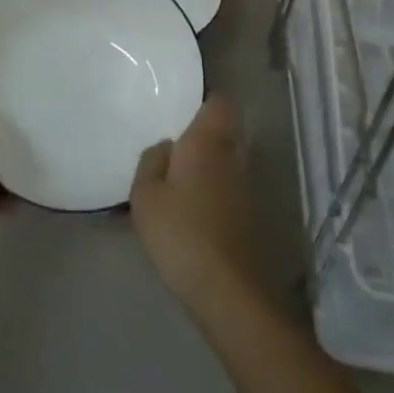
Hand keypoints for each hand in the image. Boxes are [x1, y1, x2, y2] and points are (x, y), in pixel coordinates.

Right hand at [130, 95, 263, 317]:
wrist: (227, 290)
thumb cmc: (180, 233)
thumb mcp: (145, 196)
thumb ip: (151, 162)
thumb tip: (166, 147)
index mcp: (207, 142)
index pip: (218, 103)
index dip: (202, 102)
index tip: (180, 111)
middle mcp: (232, 156)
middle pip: (222, 132)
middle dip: (199, 137)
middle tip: (169, 149)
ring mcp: (245, 187)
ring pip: (224, 161)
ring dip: (204, 167)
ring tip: (173, 183)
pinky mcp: (248, 215)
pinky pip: (226, 188)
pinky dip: (210, 192)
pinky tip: (188, 211)